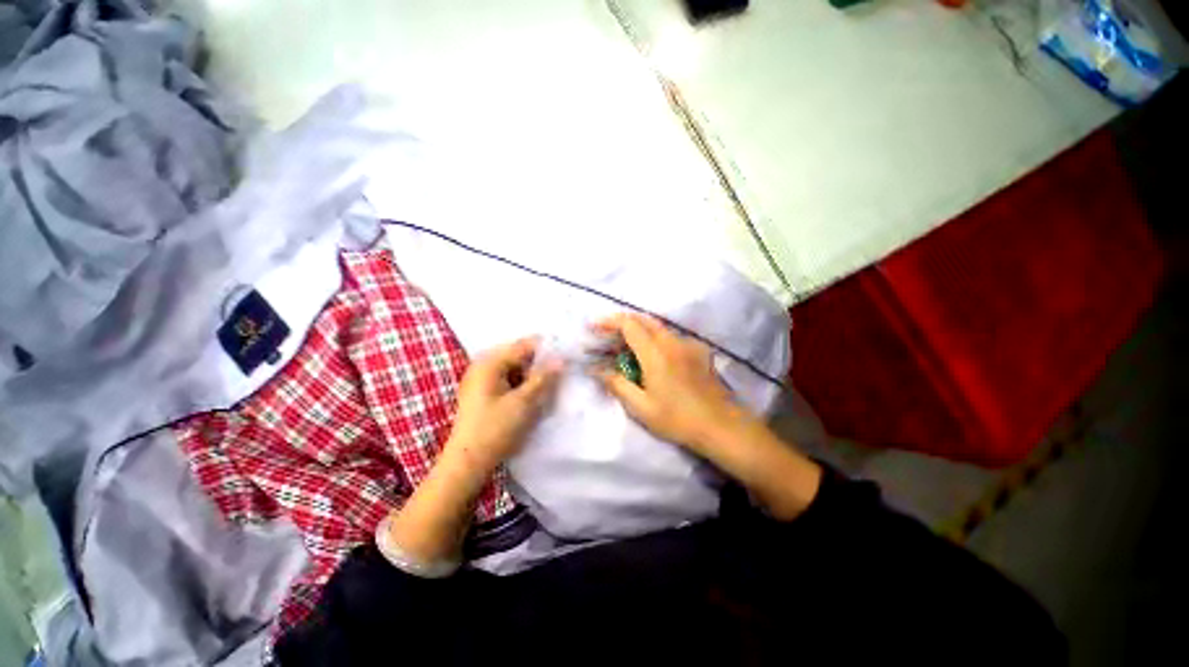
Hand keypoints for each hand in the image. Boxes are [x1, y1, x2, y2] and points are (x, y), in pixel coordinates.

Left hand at [446, 337, 561, 475]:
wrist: (467, 462)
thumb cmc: (494, 429)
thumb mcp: (523, 402)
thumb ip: (543, 378)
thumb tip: (561, 359)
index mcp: (489, 363)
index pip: (523, 346)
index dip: (546, 349)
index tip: (566, 356)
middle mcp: (483, 366)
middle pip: (519, 356)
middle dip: (539, 364)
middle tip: (559, 374)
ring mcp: (481, 380)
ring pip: (515, 369)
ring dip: (532, 376)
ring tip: (548, 387)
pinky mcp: (483, 393)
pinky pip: (508, 380)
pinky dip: (522, 385)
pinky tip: (533, 395)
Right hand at [592, 313, 755, 454]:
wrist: (721, 426)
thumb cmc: (677, 419)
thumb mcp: (641, 407)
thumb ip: (617, 384)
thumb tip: (596, 369)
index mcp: (656, 353)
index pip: (629, 324)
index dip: (609, 322)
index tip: (594, 327)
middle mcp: (672, 341)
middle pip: (643, 319)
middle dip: (622, 322)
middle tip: (606, 334)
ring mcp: (688, 344)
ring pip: (658, 326)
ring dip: (638, 329)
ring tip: (625, 344)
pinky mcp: (698, 350)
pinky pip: (671, 336)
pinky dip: (654, 337)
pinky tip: (651, 354)